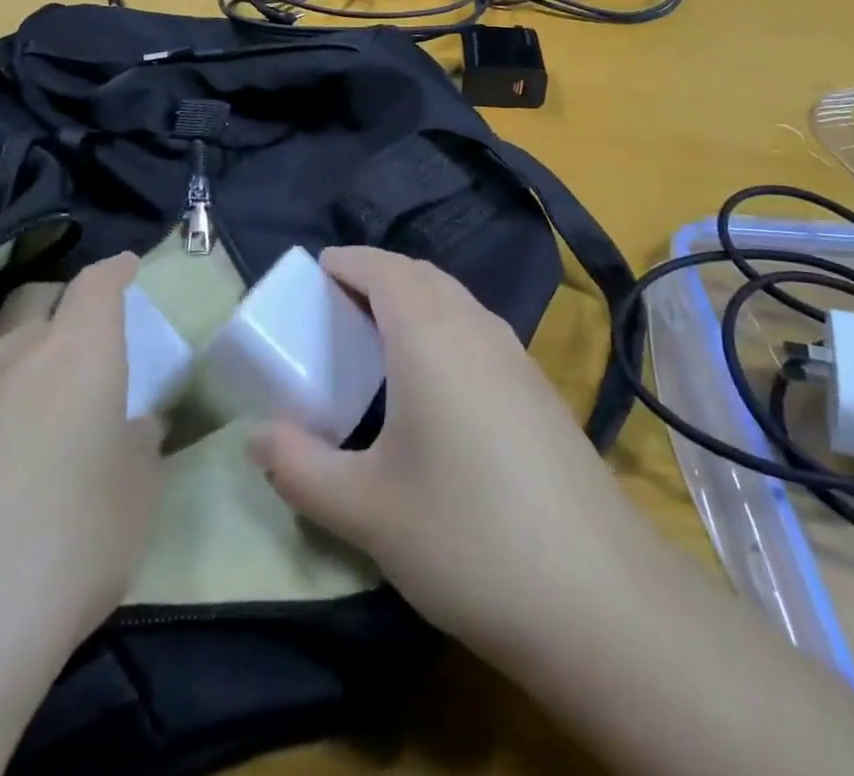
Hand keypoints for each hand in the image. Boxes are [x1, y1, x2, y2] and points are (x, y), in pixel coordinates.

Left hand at [0, 251, 162, 672]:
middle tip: (78, 322)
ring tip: (8, 350)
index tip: (127, 266)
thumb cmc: (67, 546)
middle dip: (61, 296)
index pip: (97, 284)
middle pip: (33, 293)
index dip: (115, 270)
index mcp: (78, 353)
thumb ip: (140, 449)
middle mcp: (11, 355)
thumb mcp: (136, 498)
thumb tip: (138, 427)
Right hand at [248, 247, 664, 664]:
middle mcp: (476, 327)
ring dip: (414, 301)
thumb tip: (256, 437)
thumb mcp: (365, 509)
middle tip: (337, 309)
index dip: (348, 261)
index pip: (383, 268)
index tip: (316, 272)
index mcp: (429, 335)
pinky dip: (444, 327)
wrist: (597, 592)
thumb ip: (298, 468)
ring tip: (379, 342)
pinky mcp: (538, 387)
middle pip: (420, 276)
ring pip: (455, 300)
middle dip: (377, 277)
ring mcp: (516, 355)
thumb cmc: (466, 536)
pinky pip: (478, 329)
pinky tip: (435, 386)